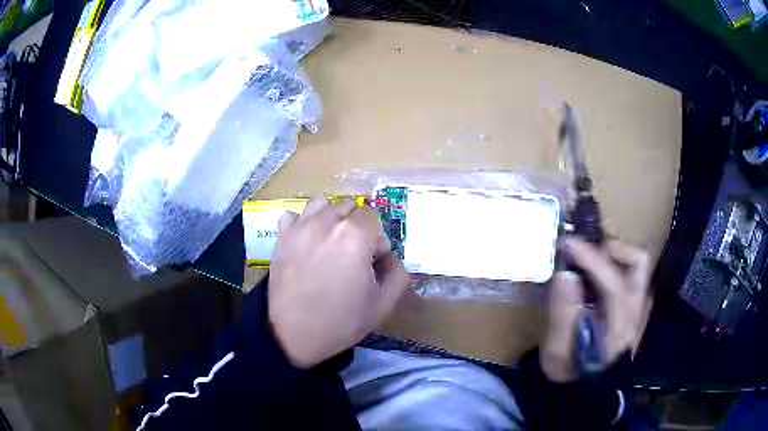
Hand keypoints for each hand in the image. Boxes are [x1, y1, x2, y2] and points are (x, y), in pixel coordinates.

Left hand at [268, 198, 411, 367]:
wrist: (293, 335)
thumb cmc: (341, 322)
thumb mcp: (383, 305)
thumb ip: (398, 274)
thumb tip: (389, 256)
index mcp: (355, 237)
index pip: (373, 216)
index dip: (377, 238)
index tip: (373, 260)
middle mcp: (327, 223)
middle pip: (349, 206)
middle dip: (357, 224)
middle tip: (354, 253)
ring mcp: (300, 228)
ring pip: (322, 204)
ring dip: (331, 217)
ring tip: (331, 242)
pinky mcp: (281, 238)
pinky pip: (293, 215)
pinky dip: (302, 222)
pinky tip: (306, 241)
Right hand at [541, 237, 652, 381]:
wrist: (587, 390)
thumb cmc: (571, 372)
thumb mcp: (557, 352)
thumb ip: (562, 314)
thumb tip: (564, 273)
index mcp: (620, 327)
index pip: (613, 282)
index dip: (591, 258)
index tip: (567, 243)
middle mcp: (637, 311)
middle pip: (639, 262)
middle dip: (610, 249)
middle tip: (583, 252)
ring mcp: (639, 307)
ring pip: (637, 264)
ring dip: (613, 256)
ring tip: (587, 262)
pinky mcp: (634, 306)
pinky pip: (630, 274)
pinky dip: (613, 267)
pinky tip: (593, 277)